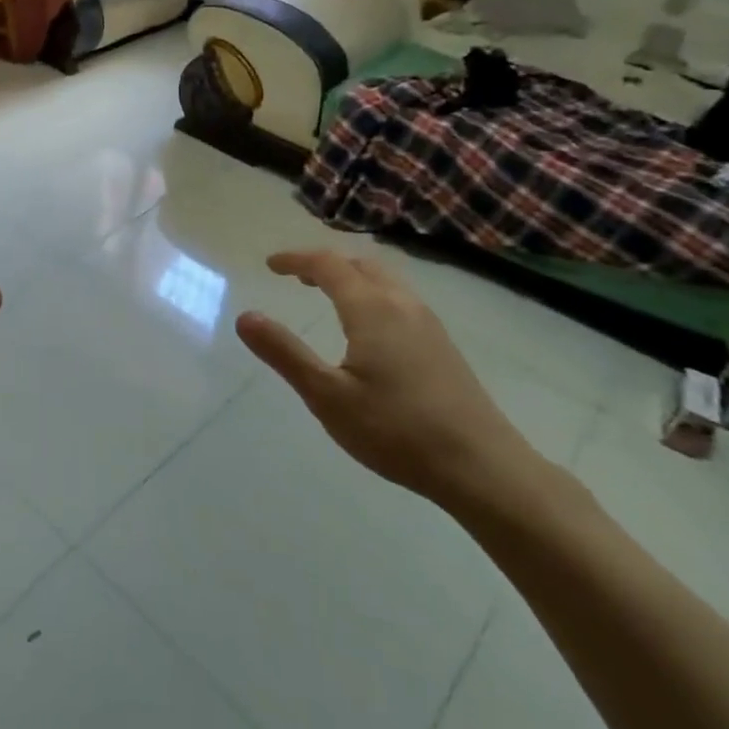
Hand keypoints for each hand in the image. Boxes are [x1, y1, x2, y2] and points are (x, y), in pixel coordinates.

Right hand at [235, 249, 544, 508]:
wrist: (484, 468)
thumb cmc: (397, 430)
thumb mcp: (327, 395)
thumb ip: (284, 353)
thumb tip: (245, 316)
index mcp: (371, 309)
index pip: (328, 265)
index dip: (296, 260)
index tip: (270, 265)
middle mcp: (402, 305)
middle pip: (360, 265)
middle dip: (326, 264)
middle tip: (297, 277)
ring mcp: (429, 325)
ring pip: (385, 281)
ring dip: (352, 277)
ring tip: (328, 295)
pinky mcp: (444, 347)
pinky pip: (400, 300)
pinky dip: (373, 295)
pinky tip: (369, 329)